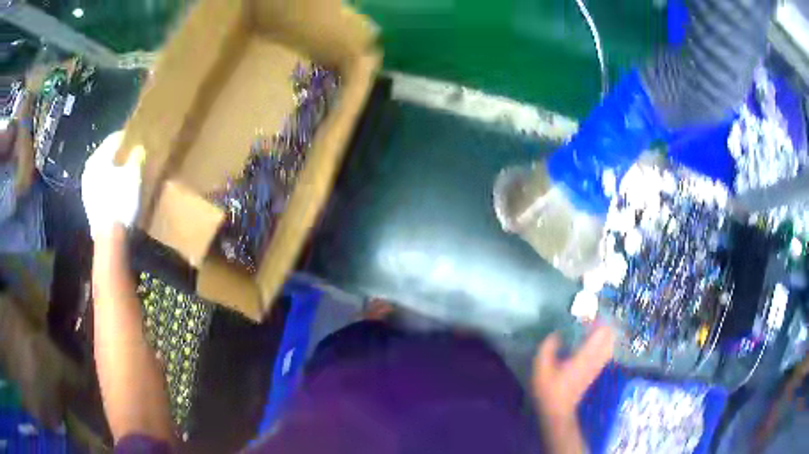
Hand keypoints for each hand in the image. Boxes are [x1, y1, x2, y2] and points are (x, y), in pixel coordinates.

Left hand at [81, 131, 142, 239]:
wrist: (109, 236)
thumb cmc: (120, 200)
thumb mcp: (134, 174)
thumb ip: (135, 156)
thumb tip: (137, 148)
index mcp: (98, 157)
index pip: (113, 138)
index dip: (127, 138)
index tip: (137, 139)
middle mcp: (89, 169)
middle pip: (106, 155)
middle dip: (118, 154)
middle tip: (132, 155)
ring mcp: (87, 187)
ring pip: (102, 170)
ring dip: (113, 169)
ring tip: (125, 173)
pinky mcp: (89, 203)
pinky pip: (100, 185)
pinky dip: (108, 183)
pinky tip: (117, 189)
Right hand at [533, 326, 613, 417]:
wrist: (558, 410)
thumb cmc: (549, 390)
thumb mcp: (541, 368)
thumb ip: (548, 347)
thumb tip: (556, 333)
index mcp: (584, 356)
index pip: (601, 333)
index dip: (596, 320)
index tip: (584, 315)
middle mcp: (595, 359)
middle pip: (609, 336)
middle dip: (602, 324)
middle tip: (588, 319)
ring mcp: (598, 366)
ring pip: (610, 343)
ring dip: (604, 333)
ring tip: (591, 327)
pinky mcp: (596, 370)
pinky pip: (606, 351)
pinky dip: (603, 342)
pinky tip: (592, 341)